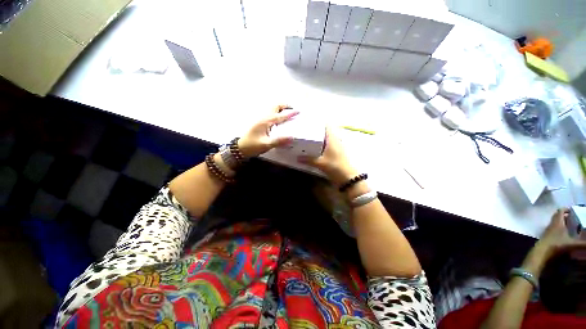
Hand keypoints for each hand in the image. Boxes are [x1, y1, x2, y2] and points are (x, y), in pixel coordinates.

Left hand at [237, 105, 298, 156]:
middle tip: (292, 109)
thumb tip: (292, 137)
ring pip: (272, 109)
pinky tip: (278, 119)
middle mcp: (263, 117)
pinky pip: (269, 114)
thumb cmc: (252, 146)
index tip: (298, 111)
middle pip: (275, 106)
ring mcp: (260, 119)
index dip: (290, 113)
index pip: (280, 116)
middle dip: (284, 106)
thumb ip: (279, 141)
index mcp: (266, 121)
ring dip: (280, 108)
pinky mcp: (259, 122)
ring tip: (287, 113)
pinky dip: (276, 113)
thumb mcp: (266, 144)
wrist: (240, 148)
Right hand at [299, 127, 357, 184]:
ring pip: (327, 139)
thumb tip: (297, 158)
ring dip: (320, 139)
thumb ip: (308, 160)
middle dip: (317, 131)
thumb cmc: (335, 166)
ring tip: (309, 139)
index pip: (328, 126)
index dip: (320, 122)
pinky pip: (329, 146)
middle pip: (326, 132)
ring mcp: (338, 147)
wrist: (348, 178)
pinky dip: (322, 146)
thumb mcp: (320, 163)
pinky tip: (315, 150)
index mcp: (332, 139)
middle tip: (306, 131)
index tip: (310, 122)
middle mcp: (336, 141)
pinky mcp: (338, 154)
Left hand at [537, 208, 585, 256]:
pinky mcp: (545, 236)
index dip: (566, 209)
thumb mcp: (572, 244)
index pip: (560, 211)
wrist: (541, 253)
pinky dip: (558, 228)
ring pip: (554, 222)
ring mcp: (547, 230)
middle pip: (557, 216)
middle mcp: (552, 224)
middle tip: (573, 217)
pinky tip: (563, 234)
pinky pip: (552, 229)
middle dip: (564, 215)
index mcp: (558, 222)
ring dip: (561, 222)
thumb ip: (583, 244)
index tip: (572, 210)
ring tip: (570, 225)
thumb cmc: (557, 245)